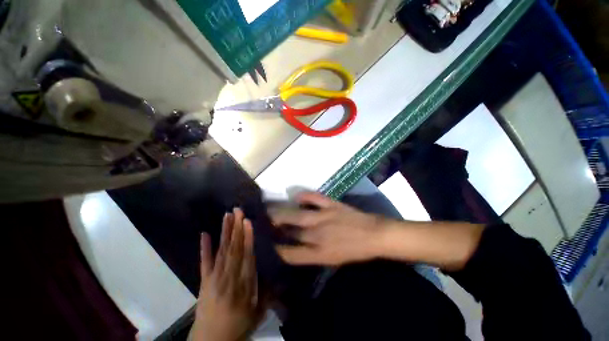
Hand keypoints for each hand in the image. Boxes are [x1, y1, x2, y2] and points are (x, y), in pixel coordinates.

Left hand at [192, 208, 264, 340]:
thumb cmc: (237, 327)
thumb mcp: (257, 314)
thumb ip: (267, 292)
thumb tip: (278, 275)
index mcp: (242, 285)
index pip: (246, 256)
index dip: (247, 238)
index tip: (247, 221)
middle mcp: (228, 278)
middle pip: (233, 249)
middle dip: (236, 228)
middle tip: (238, 210)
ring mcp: (214, 278)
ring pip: (221, 250)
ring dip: (224, 231)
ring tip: (227, 215)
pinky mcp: (204, 281)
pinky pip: (204, 262)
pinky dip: (204, 247)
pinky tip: (204, 233)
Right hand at [269, 192, 388, 265]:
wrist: (375, 235)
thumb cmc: (354, 251)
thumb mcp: (333, 260)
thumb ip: (313, 254)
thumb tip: (297, 245)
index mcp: (319, 253)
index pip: (290, 254)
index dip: (276, 249)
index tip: (267, 244)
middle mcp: (317, 236)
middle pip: (290, 231)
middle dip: (273, 226)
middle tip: (263, 221)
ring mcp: (324, 217)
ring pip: (297, 215)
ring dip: (282, 213)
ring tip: (271, 210)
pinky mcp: (331, 205)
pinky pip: (314, 198)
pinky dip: (304, 196)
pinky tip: (296, 196)